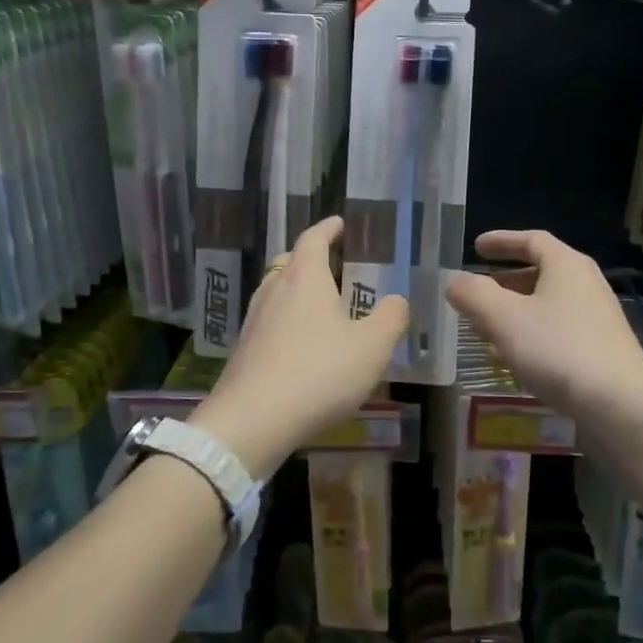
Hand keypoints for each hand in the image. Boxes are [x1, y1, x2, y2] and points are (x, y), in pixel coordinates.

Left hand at [191, 217, 408, 480]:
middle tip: (335, 264)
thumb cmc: (319, 373)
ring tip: (322, 304)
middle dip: (311, 257)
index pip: (314, 238)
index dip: (329, 228)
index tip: (341, 223)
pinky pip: (270, 320)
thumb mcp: (371, 347)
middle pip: (289, 261)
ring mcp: (254, 320)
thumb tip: (397, 300)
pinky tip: (303, 343)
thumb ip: (391, 317)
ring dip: (297, 290)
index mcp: (304, 277)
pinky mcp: (245, 349)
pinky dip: (288, 319)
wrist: (253, 420)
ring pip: (276, 291)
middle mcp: (274, 290)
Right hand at [446, 230, 642, 426]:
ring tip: (485, 330)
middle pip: (540, 273)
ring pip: (546, 306)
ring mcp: (597, 319)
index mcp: (566, 265)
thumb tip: (454, 282)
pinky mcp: (600, 350)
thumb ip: (473, 295)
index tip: (476, 247)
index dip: (501, 241)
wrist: (619, 404)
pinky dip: (531, 335)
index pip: (531, 240)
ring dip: (514, 313)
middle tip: (477, 294)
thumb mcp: (503, 318)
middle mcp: (586, 285)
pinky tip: (513, 359)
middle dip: (504, 283)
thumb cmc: (558, 349)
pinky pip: (557, 331)